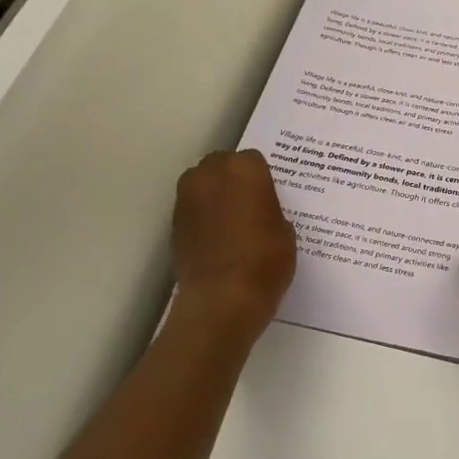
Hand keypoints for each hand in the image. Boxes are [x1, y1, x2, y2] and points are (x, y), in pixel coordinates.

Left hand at [171, 150, 296, 334]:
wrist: (223, 298)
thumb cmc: (265, 259)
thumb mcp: (285, 230)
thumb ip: (269, 209)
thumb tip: (259, 211)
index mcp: (244, 169)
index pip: (253, 160)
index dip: (261, 178)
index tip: (268, 196)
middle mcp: (211, 174)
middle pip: (221, 165)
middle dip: (232, 179)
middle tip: (249, 204)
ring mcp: (187, 198)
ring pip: (202, 185)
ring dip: (214, 196)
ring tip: (231, 222)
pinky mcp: (173, 223)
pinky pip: (192, 209)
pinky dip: (202, 217)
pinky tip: (217, 239)